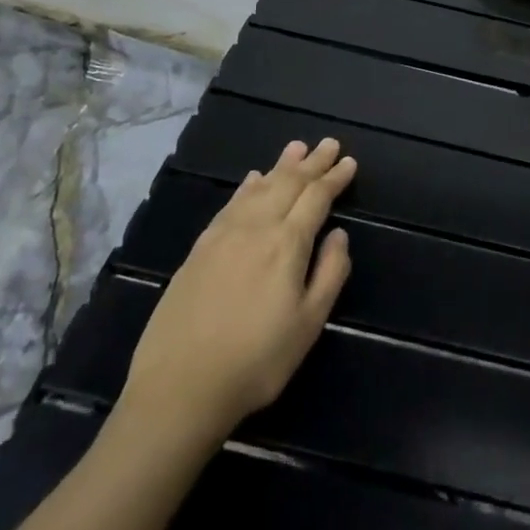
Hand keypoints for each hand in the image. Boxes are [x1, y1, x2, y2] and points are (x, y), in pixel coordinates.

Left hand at [123, 138, 355, 436]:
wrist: (180, 386)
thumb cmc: (257, 360)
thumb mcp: (309, 323)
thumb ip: (330, 273)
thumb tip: (340, 234)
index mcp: (287, 244)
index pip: (316, 198)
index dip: (334, 178)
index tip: (349, 162)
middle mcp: (256, 227)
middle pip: (288, 184)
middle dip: (312, 162)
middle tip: (329, 143)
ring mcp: (223, 235)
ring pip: (258, 188)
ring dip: (281, 166)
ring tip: (296, 148)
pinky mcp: (199, 248)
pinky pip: (231, 203)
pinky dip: (248, 186)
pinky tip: (252, 179)